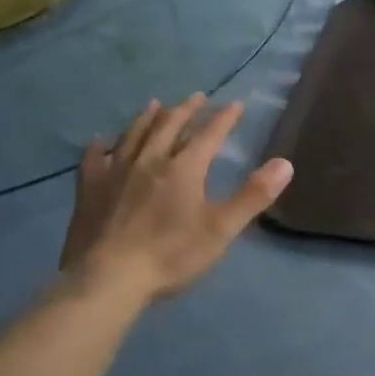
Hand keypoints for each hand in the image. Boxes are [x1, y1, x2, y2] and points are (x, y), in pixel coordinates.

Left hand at [59, 94, 292, 301]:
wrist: (108, 278)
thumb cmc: (171, 254)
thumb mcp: (221, 229)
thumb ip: (253, 195)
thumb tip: (285, 163)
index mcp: (184, 169)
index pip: (209, 134)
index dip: (224, 118)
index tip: (235, 104)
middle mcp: (149, 159)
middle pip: (169, 125)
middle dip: (186, 109)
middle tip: (197, 97)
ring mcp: (115, 171)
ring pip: (134, 134)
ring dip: (148, 117)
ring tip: (156, 104)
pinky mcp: (89, 188)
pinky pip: (94, 157)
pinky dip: (101, 145)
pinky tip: (101, 140)